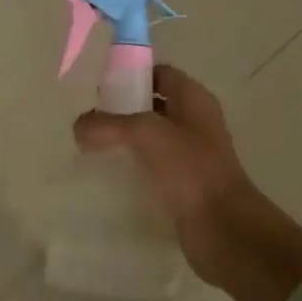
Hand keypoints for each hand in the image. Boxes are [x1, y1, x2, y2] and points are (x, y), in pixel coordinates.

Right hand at [73, 65, 301, 300]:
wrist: (222, 227)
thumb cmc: (189, 169)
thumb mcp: (144, 134)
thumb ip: (107, 124)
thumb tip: (78, 128)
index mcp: (194, 99)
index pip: (160, 73)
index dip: (131, 75)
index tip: (99, 90)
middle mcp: (195, 122)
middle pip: (153, 105)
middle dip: (122, 110)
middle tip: (90, 121)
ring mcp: (192, 154)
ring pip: (152, 138)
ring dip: (125, 140)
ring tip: (93, 148)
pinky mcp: (184, 184)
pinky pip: (153, 166)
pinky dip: (133, 167)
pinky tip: (110, 176)